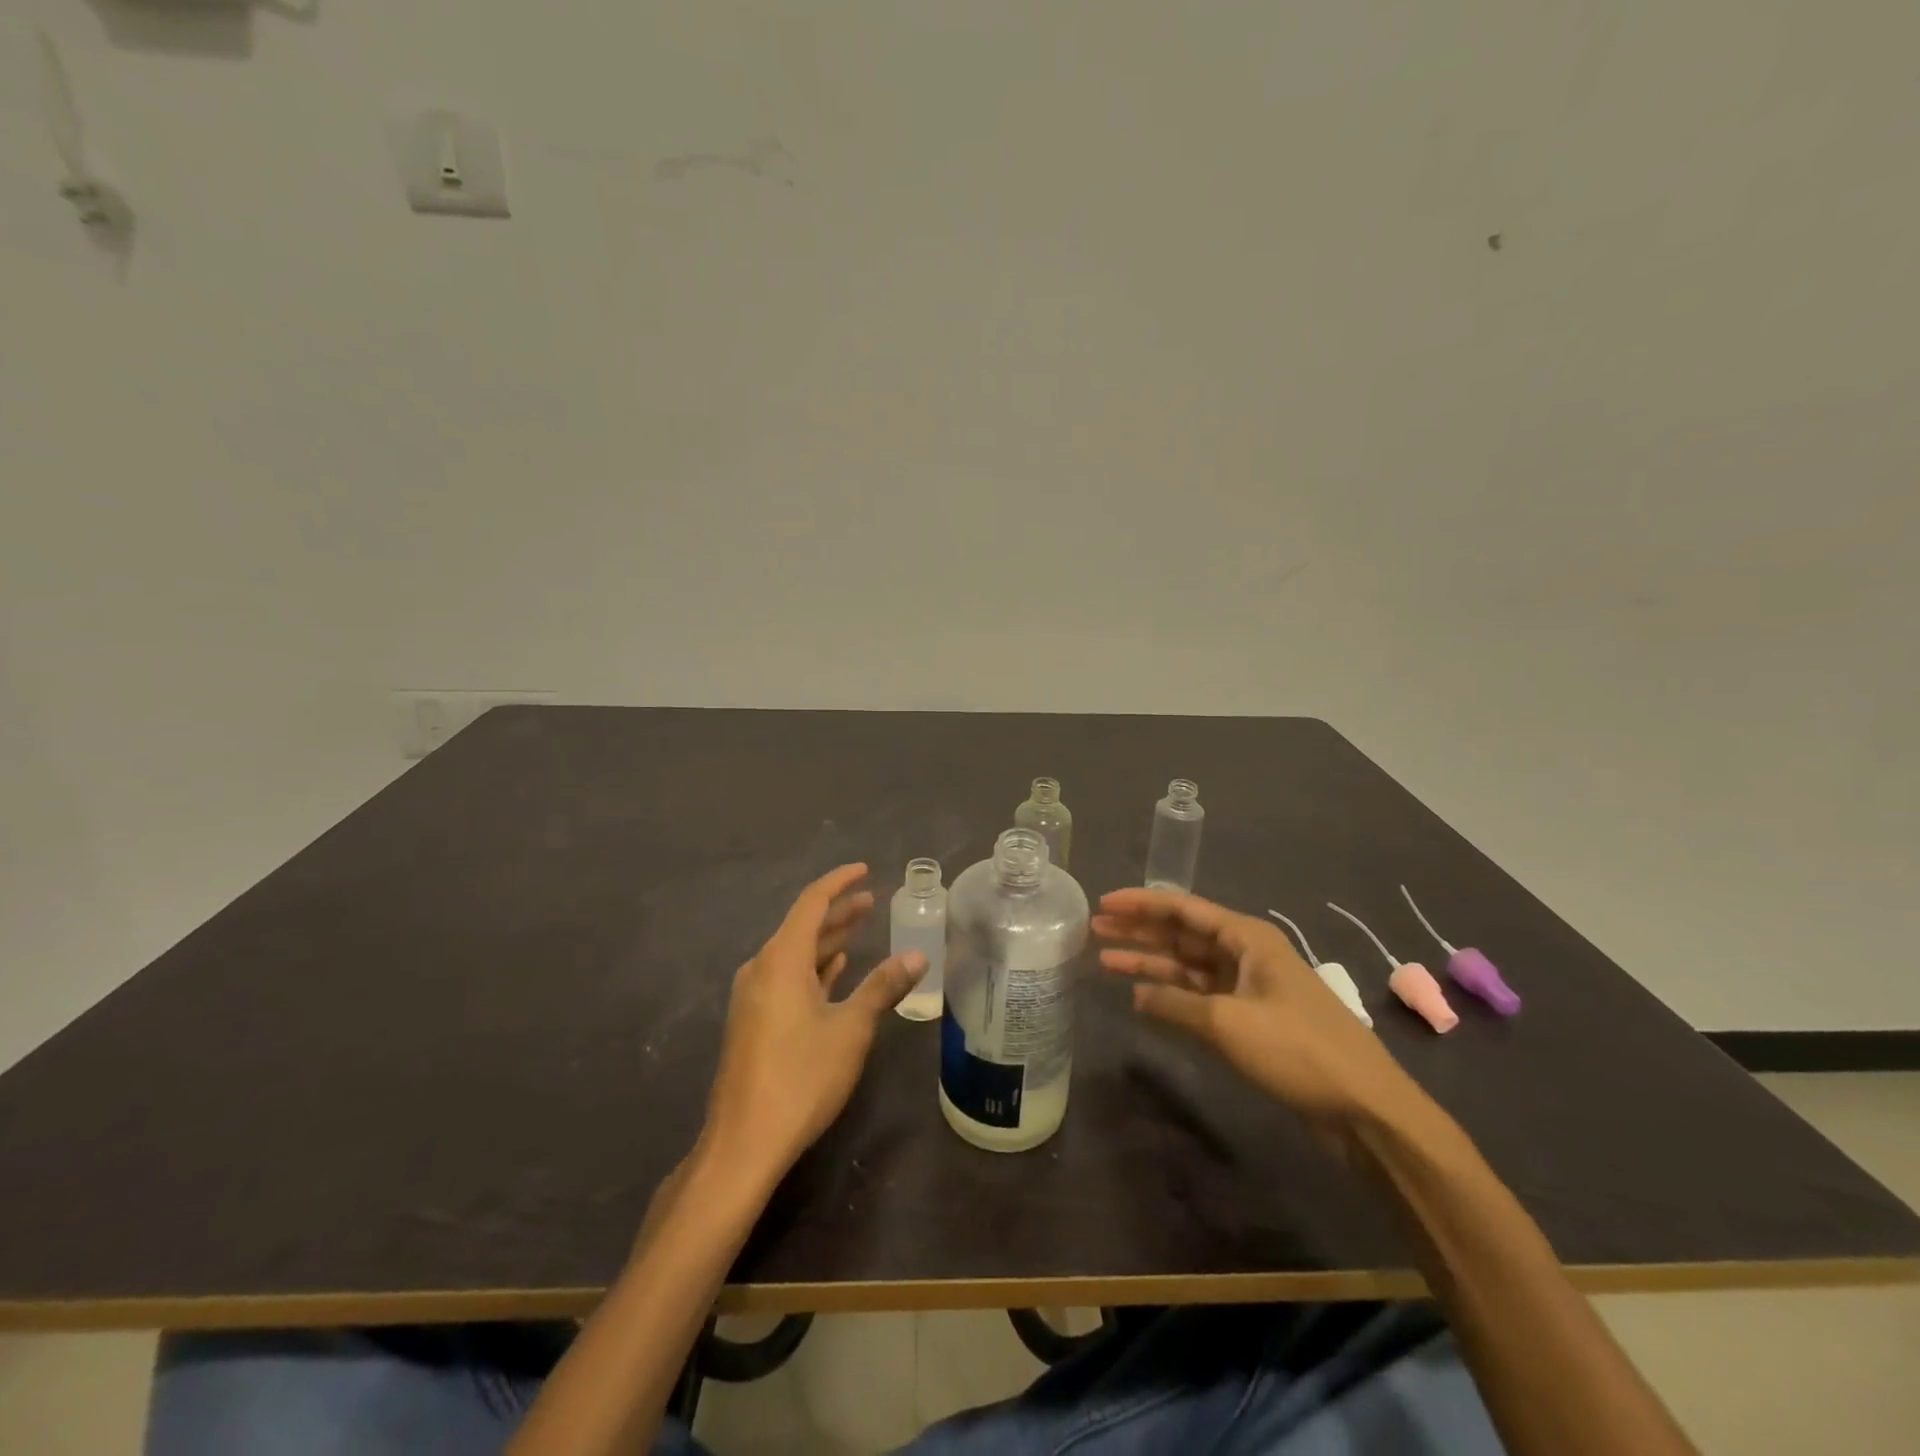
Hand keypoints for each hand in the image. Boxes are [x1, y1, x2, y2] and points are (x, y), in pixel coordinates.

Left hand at [700, 864, 925, 1185]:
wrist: (744, 1142)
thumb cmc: (801, 1077)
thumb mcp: (851, 1029)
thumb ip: (882, 988)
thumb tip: (917, 956)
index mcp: (781, 960)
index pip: (811, 903)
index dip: (839, 883)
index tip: (863, 870)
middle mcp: (762, 969)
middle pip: (802, 927)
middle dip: (837, 912)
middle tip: (870, 901)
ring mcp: (753, 996)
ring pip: (795, 954)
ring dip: (827, 940)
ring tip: (858, 929)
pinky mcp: (753, 1020)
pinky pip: (786, 977)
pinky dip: (813, 968)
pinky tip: (832, 970)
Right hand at [1093, 888, 1424, 1136]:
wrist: (1364, 1106)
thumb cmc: (1297, 1049)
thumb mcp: (1227, 1023)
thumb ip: (1176, 1004)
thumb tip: (1138, 996)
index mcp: (1246, 937)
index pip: (1183, 908)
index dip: (1140, 904)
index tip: (1103, 904)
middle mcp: (1246, 954)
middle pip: (1182, 934)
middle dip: (1139, 931)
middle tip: (1094, 930)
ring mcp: (1249, 987)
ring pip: (1188, 966)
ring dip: (1150, 963)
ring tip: (1105, 960)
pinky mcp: (1251, 1019)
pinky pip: (1200, 996)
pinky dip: (1172, 996)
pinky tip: (1142, 998)